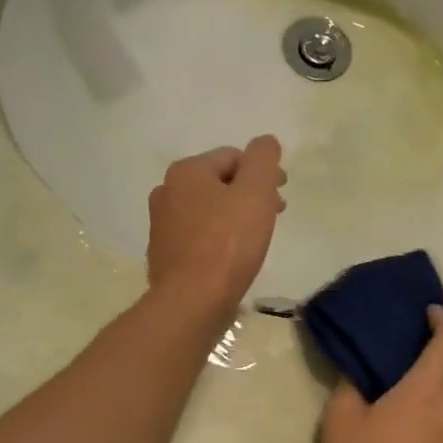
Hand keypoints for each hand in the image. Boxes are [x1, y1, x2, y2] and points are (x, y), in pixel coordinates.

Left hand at [146, 136, 286, 318]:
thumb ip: (263, 160)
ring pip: (208, 210)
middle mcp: (166, 191)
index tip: (281, 197)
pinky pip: (198, 236)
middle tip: (273, 216)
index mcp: (186, 171)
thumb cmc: (228, 244)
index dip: (263, 173)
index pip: (233, 157)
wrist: (192, 301)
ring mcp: (161, 224)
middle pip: (219, 183)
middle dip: (249, 195)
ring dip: (233, 216)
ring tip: (254, 239)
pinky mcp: (164, 254)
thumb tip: (266, 141)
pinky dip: (217, 239)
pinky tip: (231, 258)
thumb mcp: (255, 193)